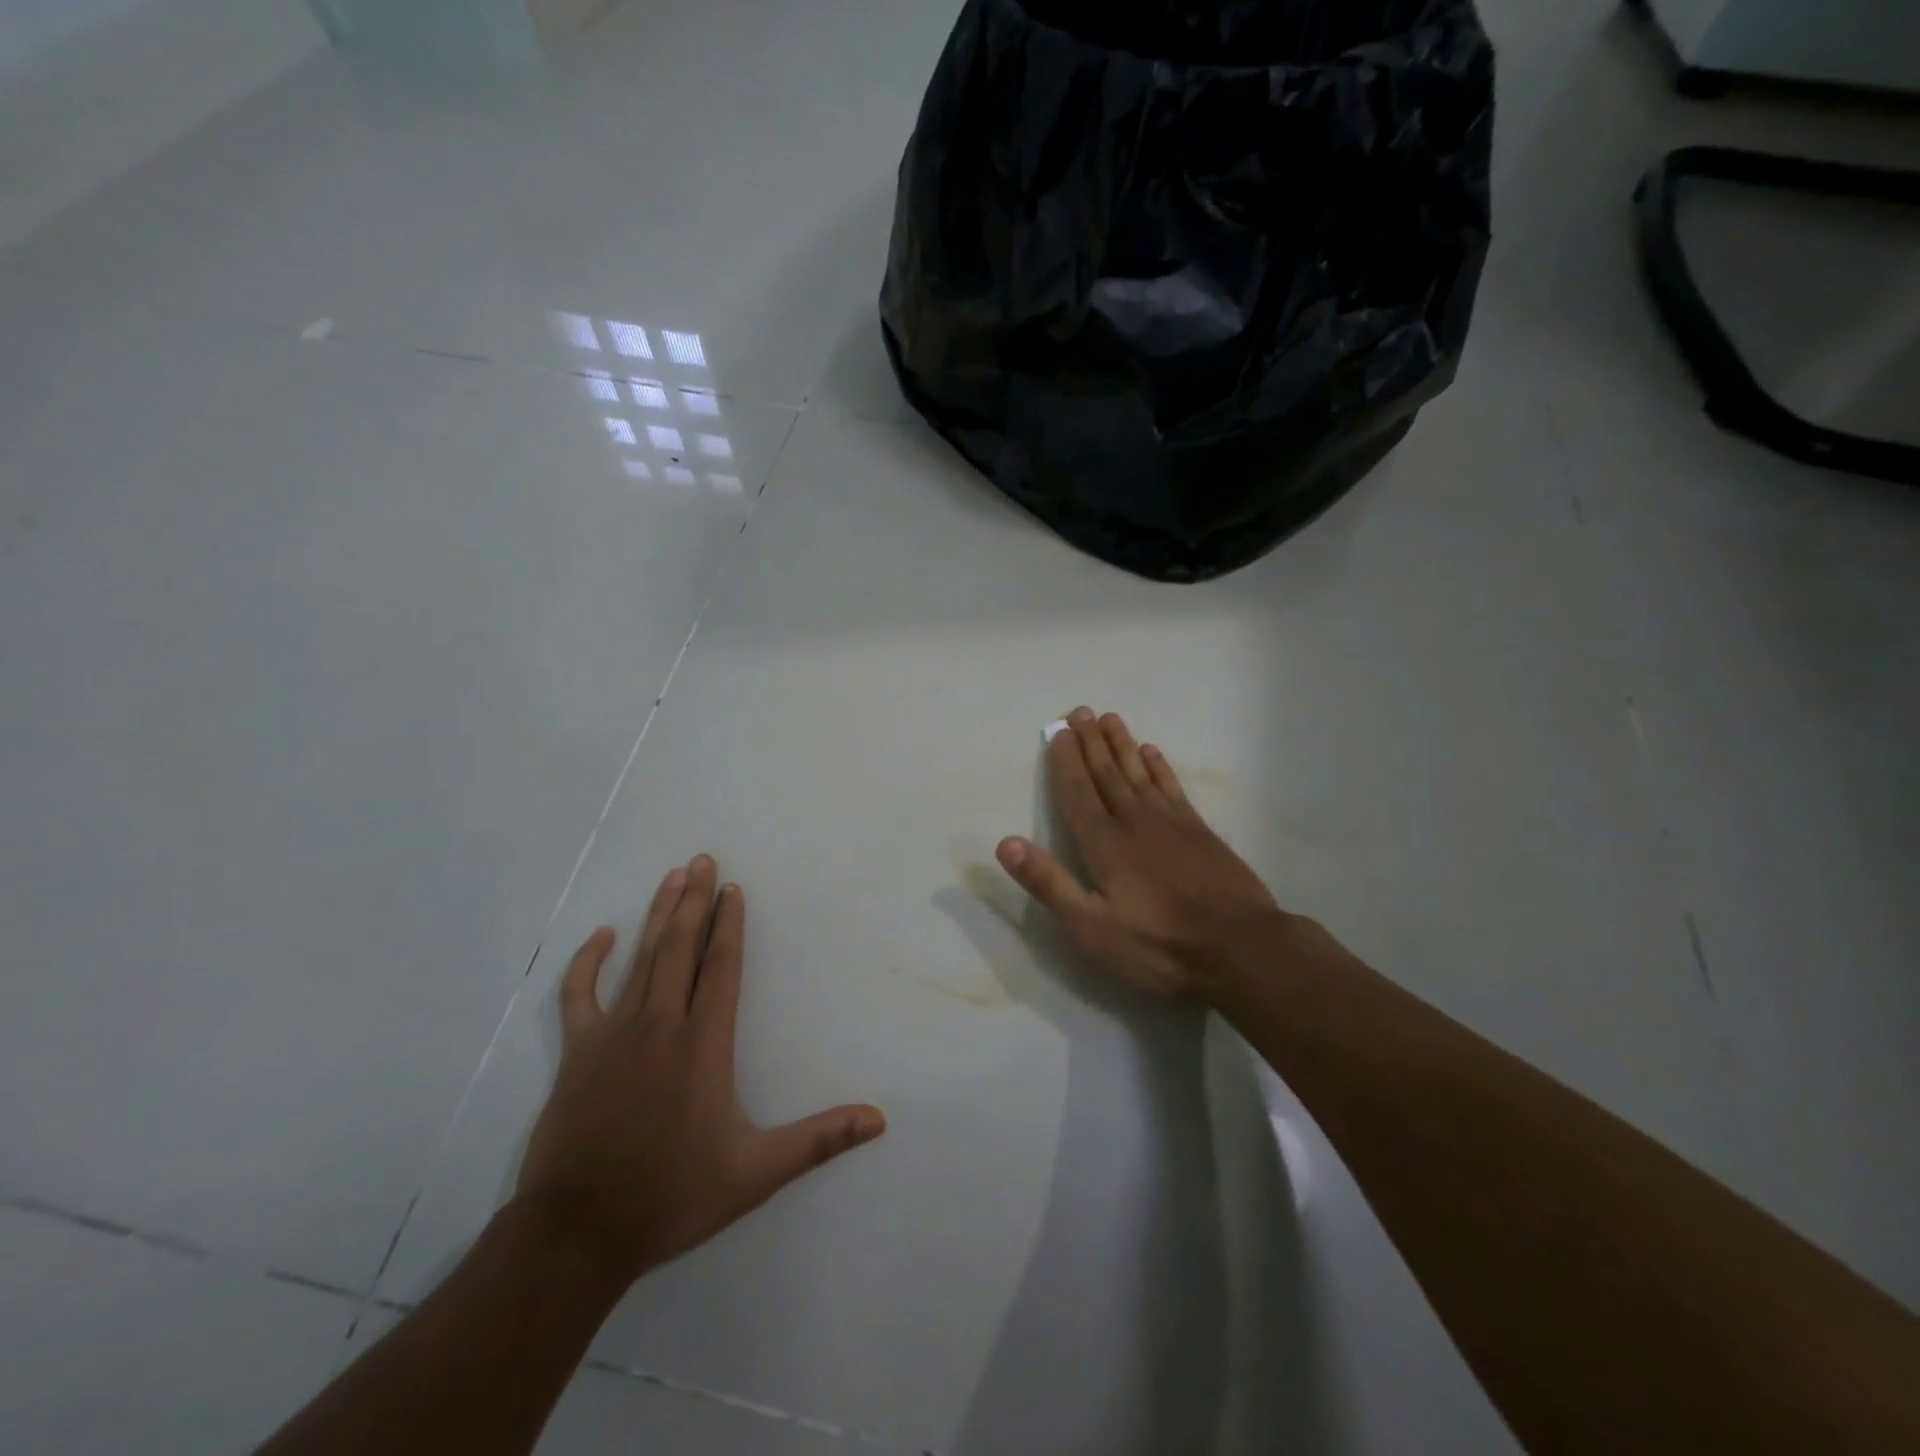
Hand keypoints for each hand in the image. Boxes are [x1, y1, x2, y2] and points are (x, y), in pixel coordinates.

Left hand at [514, 856, 884, 1284]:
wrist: (578, 1234)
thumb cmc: (672, 1196)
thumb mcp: (756, 1173)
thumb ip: (819, 1140)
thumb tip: (879, 1119)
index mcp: (704, 1044)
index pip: (722, 967)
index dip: (729, 925)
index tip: (732, 888)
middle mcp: (661, 1025)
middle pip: (681, 948)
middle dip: (694, 901)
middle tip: (702, 859)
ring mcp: (613, 1035)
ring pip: (641, 959)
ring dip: (657, 915)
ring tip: (671, 876)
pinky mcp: (577, 1053)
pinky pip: (579, 994)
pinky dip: (588, 961)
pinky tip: (602, 936)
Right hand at [997, 708, 1286, 998]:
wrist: (1239, 947)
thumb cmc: (1157, 944)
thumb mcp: (1090, 927)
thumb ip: (1049, 883)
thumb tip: (1006, 843)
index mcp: (1103, 844)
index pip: (1077, 793)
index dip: (1066, 762)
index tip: (1058, 731)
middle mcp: (1133, 821)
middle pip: (1107, 774)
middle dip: (1091, 742)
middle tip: (1080, 711)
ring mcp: (1170, 822)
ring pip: (1138, 773)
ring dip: (1121, 745)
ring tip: (1109, 719)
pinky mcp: (1199, 831)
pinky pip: (1172, 787)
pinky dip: (1159, 767)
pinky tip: (1151, 752)